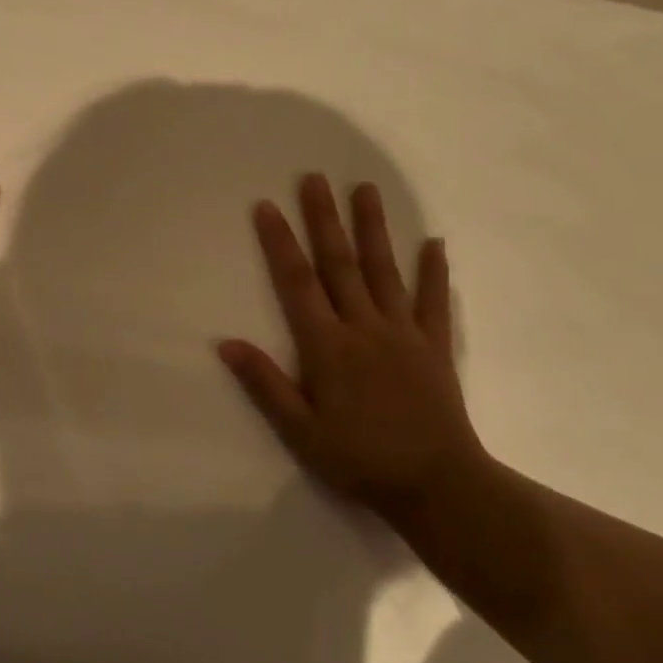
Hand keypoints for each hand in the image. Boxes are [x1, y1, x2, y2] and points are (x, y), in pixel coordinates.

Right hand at [219, 175, 487, 506]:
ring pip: (385, 270)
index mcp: (328, 346)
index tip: (267, 206)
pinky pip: (435, 302)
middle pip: (340, 263)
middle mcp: (365, 327)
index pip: (297, 283)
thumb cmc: (359, 459)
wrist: (437, 485)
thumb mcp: (300, 431)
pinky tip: (435, 243)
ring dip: (373, 228)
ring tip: (365, 189)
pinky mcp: (435, 346)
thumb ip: (264, 384)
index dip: (280, 243)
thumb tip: (226, 343)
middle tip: (315, 178)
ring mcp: (404, 333)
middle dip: (324, 218)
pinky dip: (435, 272)